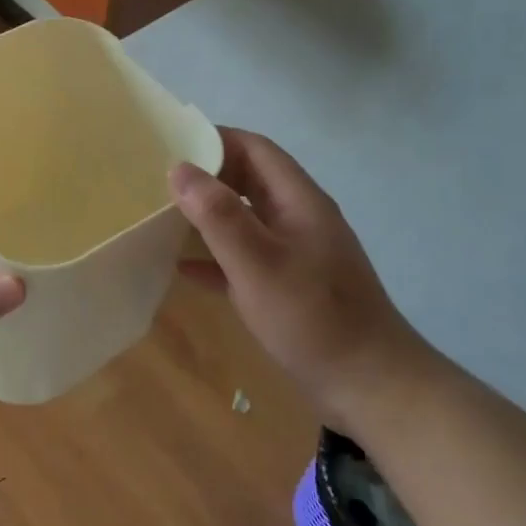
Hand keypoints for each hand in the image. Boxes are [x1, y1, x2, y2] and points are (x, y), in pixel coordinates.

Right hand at [171, 127, 421, 426]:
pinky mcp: (286, 287)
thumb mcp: (258, 263)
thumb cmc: (313, 318)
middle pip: (247, 180)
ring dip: (206, 215)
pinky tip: (182, 267)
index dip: (214, 139)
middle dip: (205, 175)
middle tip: (156, 179)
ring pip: (243, 219)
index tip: (169, 143)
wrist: (369, 386)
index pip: (255, 149)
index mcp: (298, 201)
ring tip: (160, 215)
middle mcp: (297, 219)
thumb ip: (218, 215)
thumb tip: (179, 168)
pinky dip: (213, 256)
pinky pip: (242, 259)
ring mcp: (293, 254)